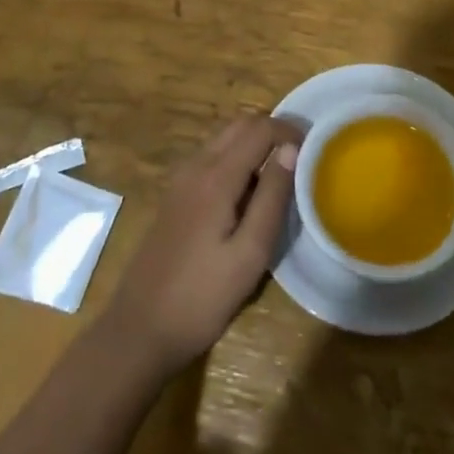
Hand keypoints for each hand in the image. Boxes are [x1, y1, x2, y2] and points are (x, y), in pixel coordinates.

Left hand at [98, 114, 299, 377]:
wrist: (139, 328)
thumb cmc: (202, 297)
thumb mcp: (250, 254)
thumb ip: (271, 197)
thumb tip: (291, 149)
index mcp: (216, 176)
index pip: (259, 128)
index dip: (290, 131)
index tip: (315, 151)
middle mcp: (195, 165)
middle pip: (240, 125)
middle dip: (273, 131)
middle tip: (302, 158)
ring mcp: (180, 179)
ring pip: (224, 139)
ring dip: (255, 144)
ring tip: (282, 176)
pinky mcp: (175, 195)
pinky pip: (212, 158)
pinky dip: (237, 159)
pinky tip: (249, 194)